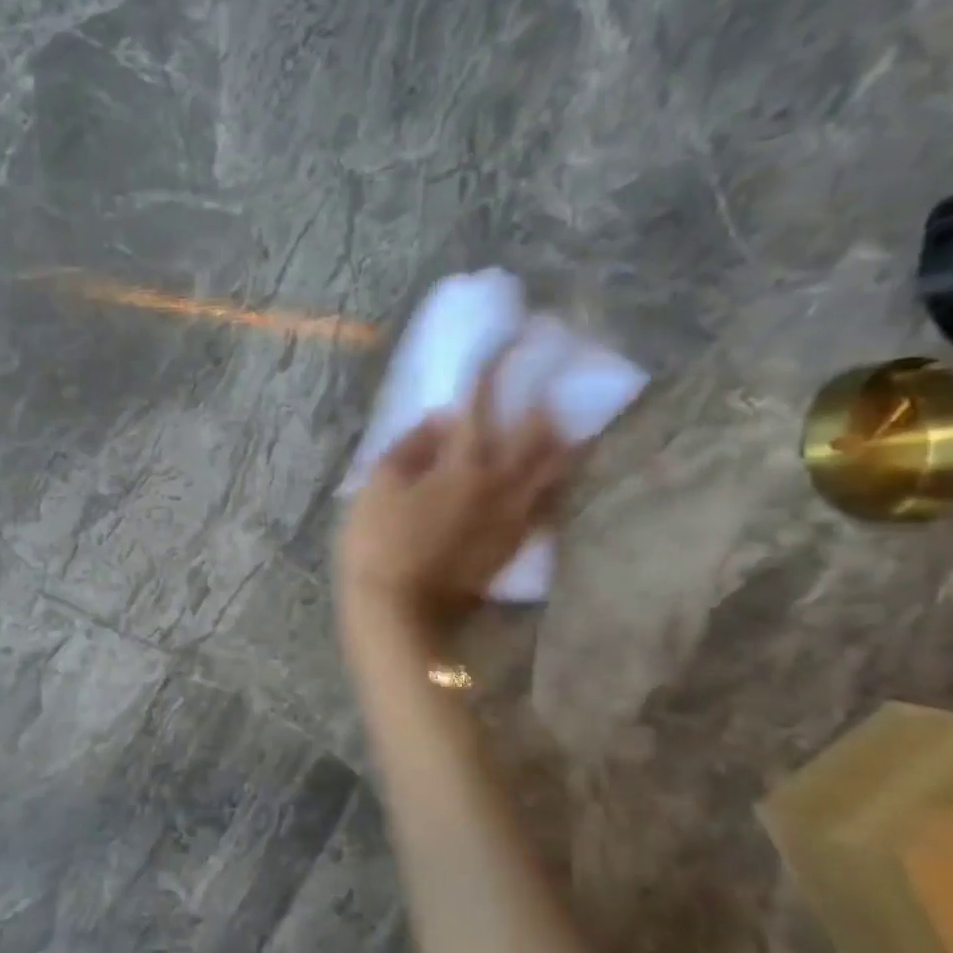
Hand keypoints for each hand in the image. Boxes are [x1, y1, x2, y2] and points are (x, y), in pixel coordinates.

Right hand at [335, 341, 572, 640]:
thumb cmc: (377, 544)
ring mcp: (511, 518)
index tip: (507, 342)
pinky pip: (546, 508)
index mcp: (461, 467)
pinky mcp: (512, 545)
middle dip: (543, 403)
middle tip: (555, 378)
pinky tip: (556, 481)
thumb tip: (440, 419)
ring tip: (574, 425)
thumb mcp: (377, 487)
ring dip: (564, 444)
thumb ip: (410, 448)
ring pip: (551, 473)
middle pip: (533, 437)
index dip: (492, 372)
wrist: (398, 611)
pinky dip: (555, 487)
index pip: (479, 408)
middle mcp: (498, 486)